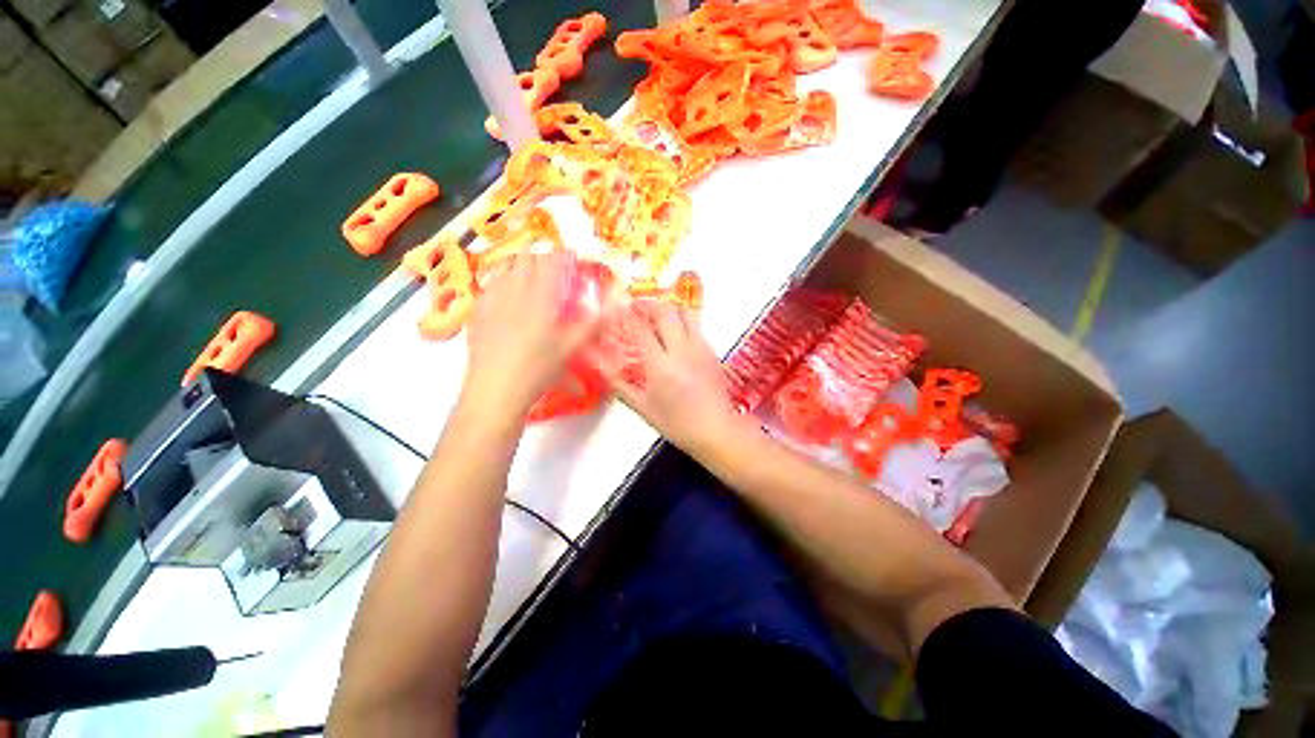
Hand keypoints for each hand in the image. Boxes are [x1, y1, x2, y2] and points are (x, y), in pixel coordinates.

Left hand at [462, 250, 602, 418]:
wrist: (495, 388)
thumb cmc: (538, 368)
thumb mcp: (570, 348)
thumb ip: (592, 325)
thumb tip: (616, 308)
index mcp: (540, 296)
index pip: (552, 260)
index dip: (564, 255)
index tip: (572, 259)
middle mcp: (514, 289)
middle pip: (527, 258)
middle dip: (542, 260)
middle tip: (553, 274)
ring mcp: (492, 298)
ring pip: (505, 267)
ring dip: (520, 268)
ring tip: (530, 282)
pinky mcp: (477, 311)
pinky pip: (489, 284)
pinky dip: (501, 282)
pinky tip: (506, 299)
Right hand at [588, 300, 749, 452]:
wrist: (716, 429)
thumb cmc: (677, 423)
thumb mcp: (644, 408)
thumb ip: (621, 386)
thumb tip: (602, 369)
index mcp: (661, 366)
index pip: (641, 330)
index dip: (626, 317)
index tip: (616, 311)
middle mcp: (682, 351)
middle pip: (666, 312)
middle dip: (647, 305)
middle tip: (635, 308)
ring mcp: (700, 348)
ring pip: (685, 313)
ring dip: (667, 309)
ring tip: (655, 317)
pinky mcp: (712, 351)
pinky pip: (695, 326)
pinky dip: (681, 322)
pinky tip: (673, 335)